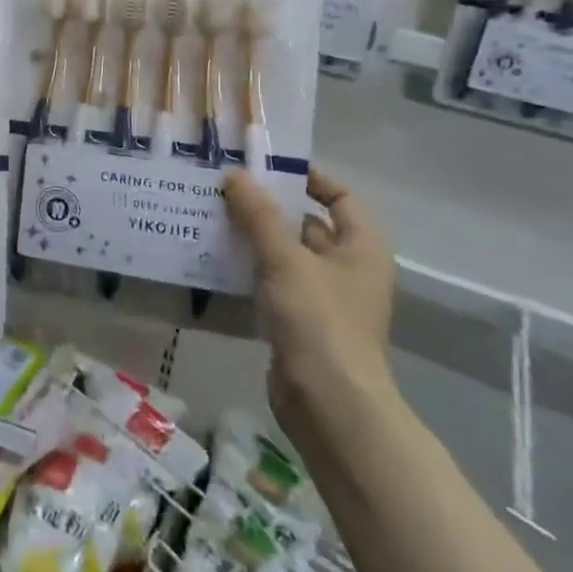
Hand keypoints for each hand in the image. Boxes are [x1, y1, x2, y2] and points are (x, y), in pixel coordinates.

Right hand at [225, 168, 401, 446]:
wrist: (329, 403)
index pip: (340, 196)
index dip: (309, 178)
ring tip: (211, 218)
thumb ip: (259, 215)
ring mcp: (324, 298)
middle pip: (308, 224)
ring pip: (286, 255)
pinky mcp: (300, 323)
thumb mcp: (286, 259)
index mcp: (362, 246)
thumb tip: (235, 175)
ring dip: (253, 239)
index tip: (266, 168)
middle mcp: (348, 268)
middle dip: (269, 208)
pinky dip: (249, 270)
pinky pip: (273, 283)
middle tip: (225, 189)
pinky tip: (215, 260)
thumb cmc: (319, 321)